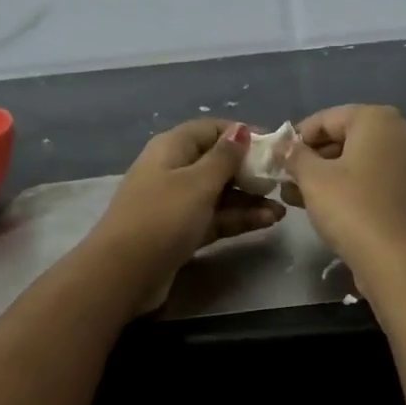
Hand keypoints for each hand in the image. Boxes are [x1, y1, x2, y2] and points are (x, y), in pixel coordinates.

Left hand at [83, 120, 284, 306]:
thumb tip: (241, 129)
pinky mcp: (181, 231)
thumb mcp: (198, 183)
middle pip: (217, 162)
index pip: (212, 129)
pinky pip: (215, 217)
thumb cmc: (162, 218)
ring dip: (249, 198)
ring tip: (282, 207)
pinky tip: (268, 221)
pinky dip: (238, 218)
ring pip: (219, 193)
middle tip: (282, 180)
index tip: (275, 146)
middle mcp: (173, 170)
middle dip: (250, 170)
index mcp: (172, 148)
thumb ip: (224, 157)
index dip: (243, 134)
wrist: (123, 275)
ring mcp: (176, 203)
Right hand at [283, 105, 405, 272]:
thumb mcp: (313, 179)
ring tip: (298, 195)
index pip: (327, 118)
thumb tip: (283, 145)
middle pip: (347, 136)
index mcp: (378, 119)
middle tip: (287, 178)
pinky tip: (327, 204)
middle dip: (314, 157)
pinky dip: (353, 184)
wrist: (397, 260)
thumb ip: (295, 156)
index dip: (298, 137)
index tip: (278, 157)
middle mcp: (402, 132)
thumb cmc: (351, 208)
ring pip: (361, 158)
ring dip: (329, 173)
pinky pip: (377, 176)